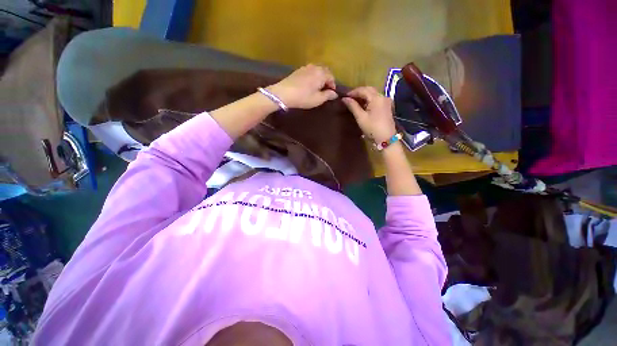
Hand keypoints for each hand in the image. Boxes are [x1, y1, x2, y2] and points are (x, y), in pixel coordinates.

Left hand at [267, 64, 338, 108]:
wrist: (284, 93)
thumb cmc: (303, 97)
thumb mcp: (318, 99)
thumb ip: (327, 95)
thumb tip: (334, 93)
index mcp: (321, 74)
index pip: (331, 77)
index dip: (333, 85)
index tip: (331, 93)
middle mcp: (315, 67)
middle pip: (325, 71)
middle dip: (327, 79)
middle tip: (326, 89)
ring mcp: (306, 67)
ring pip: (317, 70)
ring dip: (320, 77)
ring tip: (318, 86)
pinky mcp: (298, 70)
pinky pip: (310, 71)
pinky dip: (313, 76)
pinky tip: (309, 83)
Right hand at [342, 87, 396, 143]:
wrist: (386, 138)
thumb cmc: (372, 128)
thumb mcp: (361, 118)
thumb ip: (353, 106)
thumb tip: (344, 99)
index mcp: (376, 98)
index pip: (363, 90)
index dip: (353, 92)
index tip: (344, 97)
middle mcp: (382, 96)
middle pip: (369, 90)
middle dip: (358, 92)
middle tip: (349, 98)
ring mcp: (386, 101)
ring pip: (373, 94)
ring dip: (364, 95)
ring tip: (354, 101)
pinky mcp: (387, 106)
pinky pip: (376, 98)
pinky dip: (369, 99)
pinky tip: (363, 105)